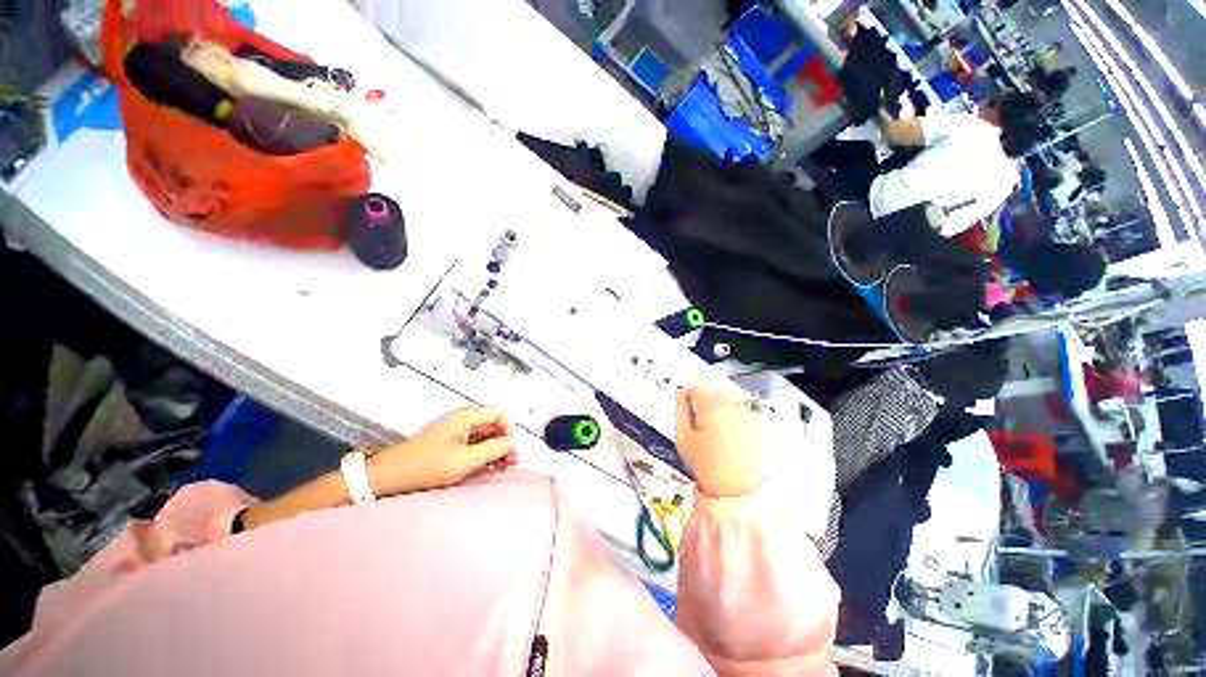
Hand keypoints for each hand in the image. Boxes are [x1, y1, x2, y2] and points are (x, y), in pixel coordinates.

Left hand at [368, 407, 517, 495]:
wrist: (388, 476)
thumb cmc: (422, 467)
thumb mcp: (464, 460)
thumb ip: (492, 449)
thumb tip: (510, 443)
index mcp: (466, 416)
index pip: (501, 413)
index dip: (509, 430)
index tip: (510, 450)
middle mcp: (462, 418)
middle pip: (494, 423)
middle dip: (503, 441)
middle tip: (507, 462)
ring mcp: (455, 428)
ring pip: (485, 433)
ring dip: (494, 448)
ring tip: (496, 466)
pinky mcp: (450, 439)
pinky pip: (474, 441)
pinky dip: (482, 452)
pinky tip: (482, 466)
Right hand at [675, 376, 769, 497]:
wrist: (738, 491)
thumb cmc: (708, 467)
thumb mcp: (683, 438)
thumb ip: (680, 409)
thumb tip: (681, 394)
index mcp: (713, 405)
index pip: (696, 383)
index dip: (687, 392)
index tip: (685, 401)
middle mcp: (735, 402)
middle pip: (715, 380)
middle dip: (704, 390)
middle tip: (697, 405)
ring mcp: (751, 408)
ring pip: (730, 387)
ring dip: (718, 394)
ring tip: (713, 414)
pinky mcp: (761, 417)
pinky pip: (743, 399)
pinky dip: (734, 403)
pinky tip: (728, 419)